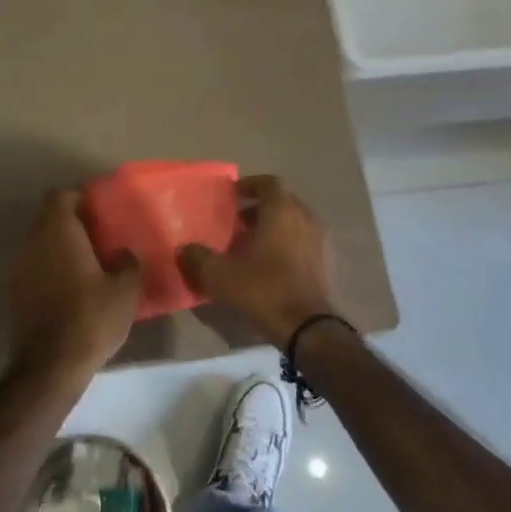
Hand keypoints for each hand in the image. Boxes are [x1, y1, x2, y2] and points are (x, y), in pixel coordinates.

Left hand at [7, 189, 141, 380]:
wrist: (49, 366)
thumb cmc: (91, 318)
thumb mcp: (126, 290)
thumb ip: (128, 262)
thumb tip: (123, 253)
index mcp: (57, 231)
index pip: (61, 196)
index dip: (81, 199)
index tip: (102, 214)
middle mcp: (32, 242)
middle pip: (50, 219)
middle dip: (74, 224)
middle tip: (102, 240)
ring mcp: (18, 268)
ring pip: (42, 244)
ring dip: (63, 249)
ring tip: (91, 266)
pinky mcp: (15, 293)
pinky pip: (36, 267)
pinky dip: (53, 270)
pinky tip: (75, 290)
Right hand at [179, 175, 338, 346]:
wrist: (308, 328)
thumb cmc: (263, 290)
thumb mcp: (221, 275)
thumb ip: (198, 258)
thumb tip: (184, 249)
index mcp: (282, 211)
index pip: (269, 183)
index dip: (249, 185)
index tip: (232, 195)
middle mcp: (305, 218)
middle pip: (282, 202)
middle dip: (259, 208)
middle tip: (236, 222)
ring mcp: (320, 241)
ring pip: (294, 223)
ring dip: (273, 227)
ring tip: (250, 245)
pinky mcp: (326, 263)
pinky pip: (303, 242)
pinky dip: (287, 245)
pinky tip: (269, 265)